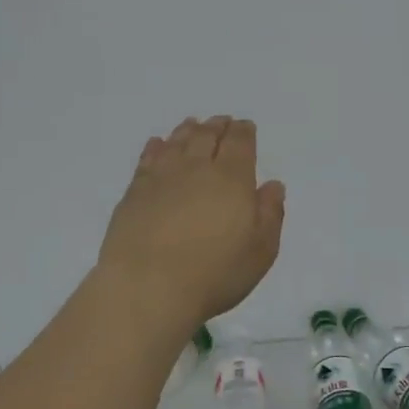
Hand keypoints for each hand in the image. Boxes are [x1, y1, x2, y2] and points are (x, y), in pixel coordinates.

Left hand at [98, 116, 285, 335]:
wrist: (148, 286)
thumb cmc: (214, 273)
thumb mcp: (260, 251)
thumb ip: (270, 214)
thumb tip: (272, 185)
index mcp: (232, 178)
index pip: (240, 142)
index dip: (244, 131)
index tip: (245, 126)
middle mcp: (197, 168)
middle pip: (208, 135)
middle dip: (217, 126)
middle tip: (221, 121)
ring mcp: (162, 177)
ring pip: (178, 141)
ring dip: (188, 130)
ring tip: (193, 125)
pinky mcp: (135, 191)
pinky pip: (148, 158)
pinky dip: (156, 147)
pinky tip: (158, 144)